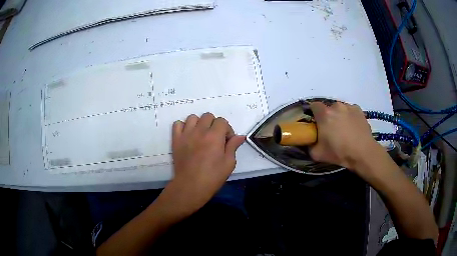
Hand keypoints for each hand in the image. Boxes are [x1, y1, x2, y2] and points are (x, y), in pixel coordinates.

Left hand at [163, 113, 244, 215]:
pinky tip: (188, 136)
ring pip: (193, 117)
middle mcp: (200, 131)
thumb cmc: (212, 177)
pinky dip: (183, 126)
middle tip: (215, 138)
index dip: (227, 130)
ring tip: (201, 135)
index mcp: (215, 136)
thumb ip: (233, 146)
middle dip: (214, 124)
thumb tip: (240, 136)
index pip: (222, 121)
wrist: (191, 186)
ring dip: (199, 124)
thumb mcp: (229, 163)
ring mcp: (186, 134)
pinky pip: (177, 124)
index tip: (227, 141)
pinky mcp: (176, 140)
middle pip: (208, 116)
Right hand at [309, 102, 381, 170]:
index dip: (313, 113)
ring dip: (339, 116)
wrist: (363, 153)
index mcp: (324, 114)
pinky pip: (350, 111)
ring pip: (340, 109)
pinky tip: (353, 128)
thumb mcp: (317, 154)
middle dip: (327, 116)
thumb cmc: (339, 152)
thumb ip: (309, 146)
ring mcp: (349, 107)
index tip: (316, 123)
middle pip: (328, 108)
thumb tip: (307, 142)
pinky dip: (349, 116)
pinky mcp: (359, 110)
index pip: (314, 105)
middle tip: (330, 130)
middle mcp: (336, 106)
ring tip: (344, 129)